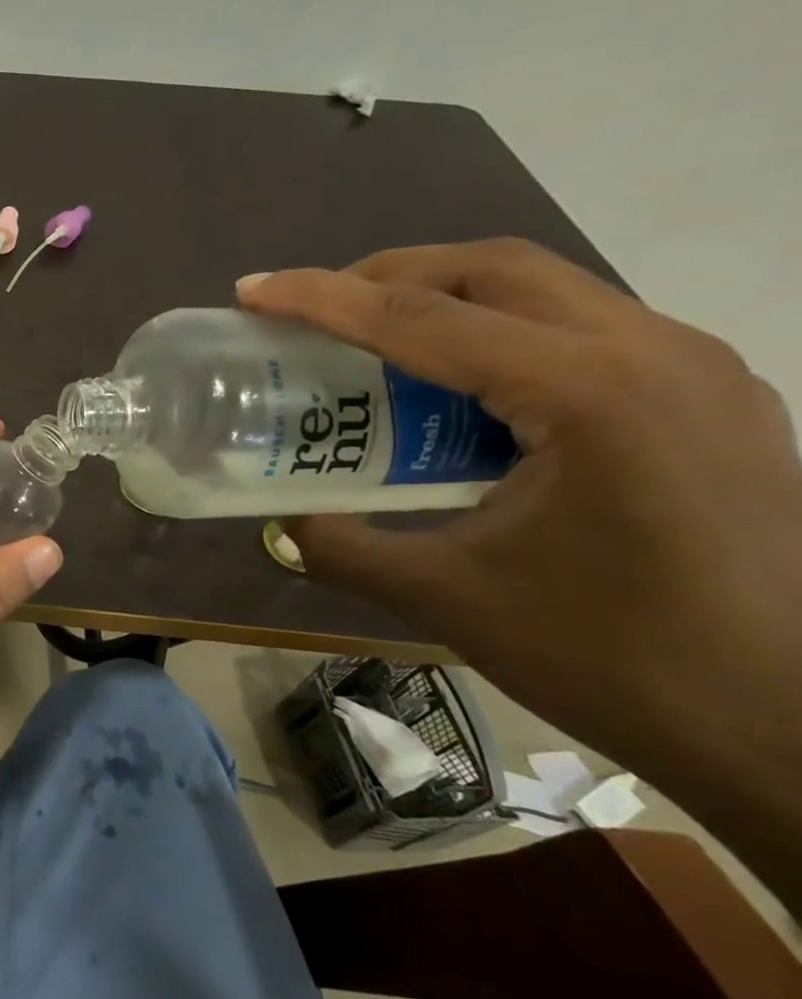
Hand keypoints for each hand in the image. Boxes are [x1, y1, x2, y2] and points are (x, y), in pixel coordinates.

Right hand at [240, 240, 801, 907]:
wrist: (795, 729)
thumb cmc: (614, 657)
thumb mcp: (444, 597)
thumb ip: (339, 547)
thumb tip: (279, 519)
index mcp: (588, 393)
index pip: (421, 318)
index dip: (320, 298)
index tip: (250, 290)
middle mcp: (652, 353)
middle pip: (492, 269)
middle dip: (384, 276)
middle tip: (309, 310)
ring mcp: (693, 370)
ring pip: (543, 289)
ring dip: (442, 299)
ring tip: (368, 343)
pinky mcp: (705, 398)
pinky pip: (579, 330)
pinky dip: (494, 335)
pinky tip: (456, 394)